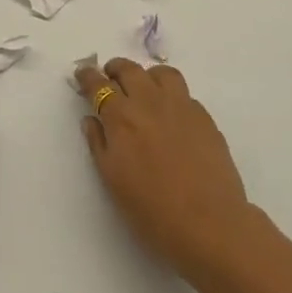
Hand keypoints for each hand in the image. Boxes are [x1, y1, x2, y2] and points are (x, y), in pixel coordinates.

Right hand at [77, 58, 256, 283]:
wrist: (209, 223)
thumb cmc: (152, 210)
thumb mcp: (112, 180)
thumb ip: (98, 144)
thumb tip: (91, 119)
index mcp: (122, 118)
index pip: (99, 86)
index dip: (88, 77)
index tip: (83, 74)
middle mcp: (150, 102)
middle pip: (129, 70)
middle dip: (115, 69)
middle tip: (110, 78)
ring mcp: (181, 106)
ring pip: (161, 73)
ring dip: (146, 75)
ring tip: (143, 88)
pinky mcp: (204, 117)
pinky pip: (183, 93)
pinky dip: (170, 94)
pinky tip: (170, 114)